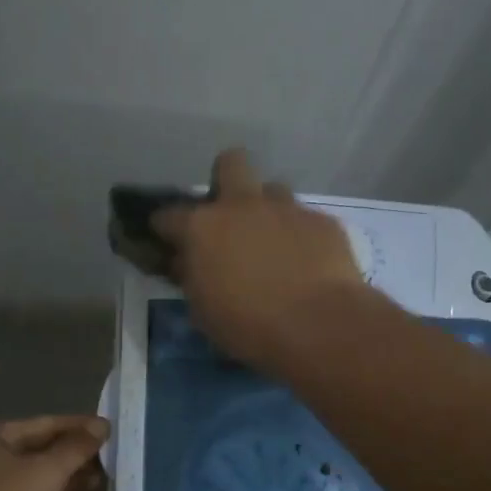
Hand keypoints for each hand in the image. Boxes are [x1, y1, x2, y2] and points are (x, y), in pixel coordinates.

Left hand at [0, 415, 108, 490]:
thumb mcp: (47, 473)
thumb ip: (76, 447)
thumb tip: (102, 425)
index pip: (44, 423)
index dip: (79, 427)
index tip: (110, 431)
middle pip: (40, 451)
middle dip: (75, 459)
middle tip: (110, 463)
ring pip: (36, 478)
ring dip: (68, 481)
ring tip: (100, 486)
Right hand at [153, 147, 367, 370]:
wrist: (319, 326)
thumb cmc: (248, 327)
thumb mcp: (203, 311)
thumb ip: (192, 278)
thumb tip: (187, 263)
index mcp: (203, 227)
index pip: (169, 215)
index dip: (166, 227)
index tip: (169, 240)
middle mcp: (243, 205)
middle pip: (231, 163)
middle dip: (226, 180)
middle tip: (229, 216)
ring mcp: (287, 209)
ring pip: (274, 191)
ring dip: (268, 211)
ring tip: (273, 244)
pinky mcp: (324, 223)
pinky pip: (307, 221)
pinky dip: (302, 237)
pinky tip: (308, 264)